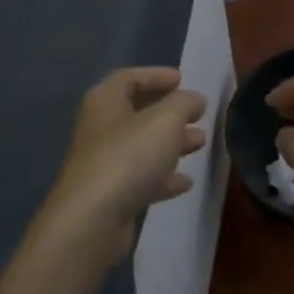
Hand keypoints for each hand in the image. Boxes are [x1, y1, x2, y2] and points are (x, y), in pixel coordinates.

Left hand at [37, 68, 207, 264]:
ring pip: (142, 146)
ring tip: (200, 143)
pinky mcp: (111, 195)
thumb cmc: (129, 156)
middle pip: (137, 112)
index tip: (183, 80)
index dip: (156, 75)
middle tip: (198, 114)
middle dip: (170, 112)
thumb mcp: (165, 120)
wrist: (93, 219)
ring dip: (171, 143)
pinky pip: (141, 178)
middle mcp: (100, 128)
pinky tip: (185, 181)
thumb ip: (184, 103)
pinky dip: (163, 177)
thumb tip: (194, 98)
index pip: (129, 77)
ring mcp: (104, 163)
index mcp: (105, 101)